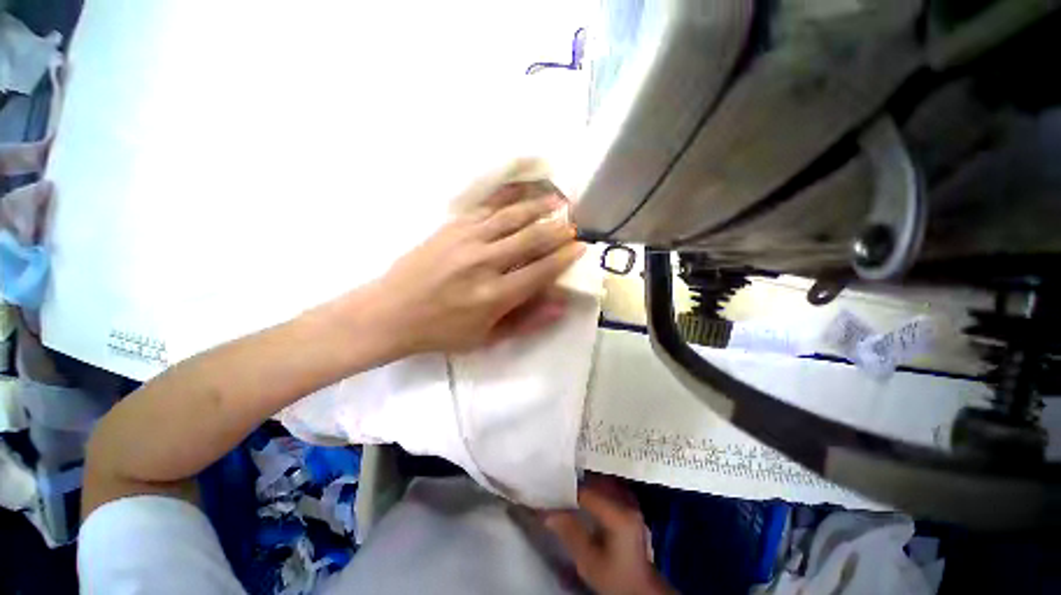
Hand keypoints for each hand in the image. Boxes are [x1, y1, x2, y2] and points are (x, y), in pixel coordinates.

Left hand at [371, 185, 585, 353]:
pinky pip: (486, 208)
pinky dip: (508, 200)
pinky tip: (522, 195)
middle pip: (531, 239)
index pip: (541, 270)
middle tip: (573, 223)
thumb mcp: (486, 338)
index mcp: (495, 295)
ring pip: (512, 217)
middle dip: (557, 230)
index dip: (564, 257)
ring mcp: (466, 240)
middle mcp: (485, 262)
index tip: (581, 247)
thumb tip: (560, 305)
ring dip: (538, 208)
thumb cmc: (441, 331)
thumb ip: (526, 322)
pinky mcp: (451, 227)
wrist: (390, 312)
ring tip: (557, 201)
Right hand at [544, 479, 672, 594]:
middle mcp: (627, 503)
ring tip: (565, 487)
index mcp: (619, 515)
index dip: (566, 491)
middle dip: (575, 483)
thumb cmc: (615, 578)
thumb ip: (569, 533)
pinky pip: (608, 489)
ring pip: (603, 483)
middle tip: (555, 484)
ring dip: (584, 483)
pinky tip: (582, 495)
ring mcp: (631, 504)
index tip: (549, 490)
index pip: (587, 493)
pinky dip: (594, 488)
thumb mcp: (589, 561)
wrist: (640, 589)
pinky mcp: (630, 507)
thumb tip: (546, 512)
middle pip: (596, 483)